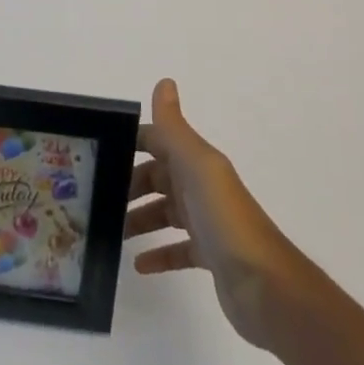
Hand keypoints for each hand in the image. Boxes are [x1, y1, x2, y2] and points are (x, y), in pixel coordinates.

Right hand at [123, 79, 301, 349]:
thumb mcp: (197, 166)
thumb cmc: (225, 218)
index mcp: (198, 162)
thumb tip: (164, 81)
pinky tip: (139, 264)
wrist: (264, 283)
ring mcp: (206, 222)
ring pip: (166, 212)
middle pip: (159, 177)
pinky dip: (158, 253)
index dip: (133, 142)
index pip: (160, 141)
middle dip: (131, 184)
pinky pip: (178, 249)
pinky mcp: (209, 256)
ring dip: (140, 218)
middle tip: (99, 198)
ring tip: (112, 231)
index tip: (99, 151)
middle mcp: (202, 186)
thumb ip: (175, 128)